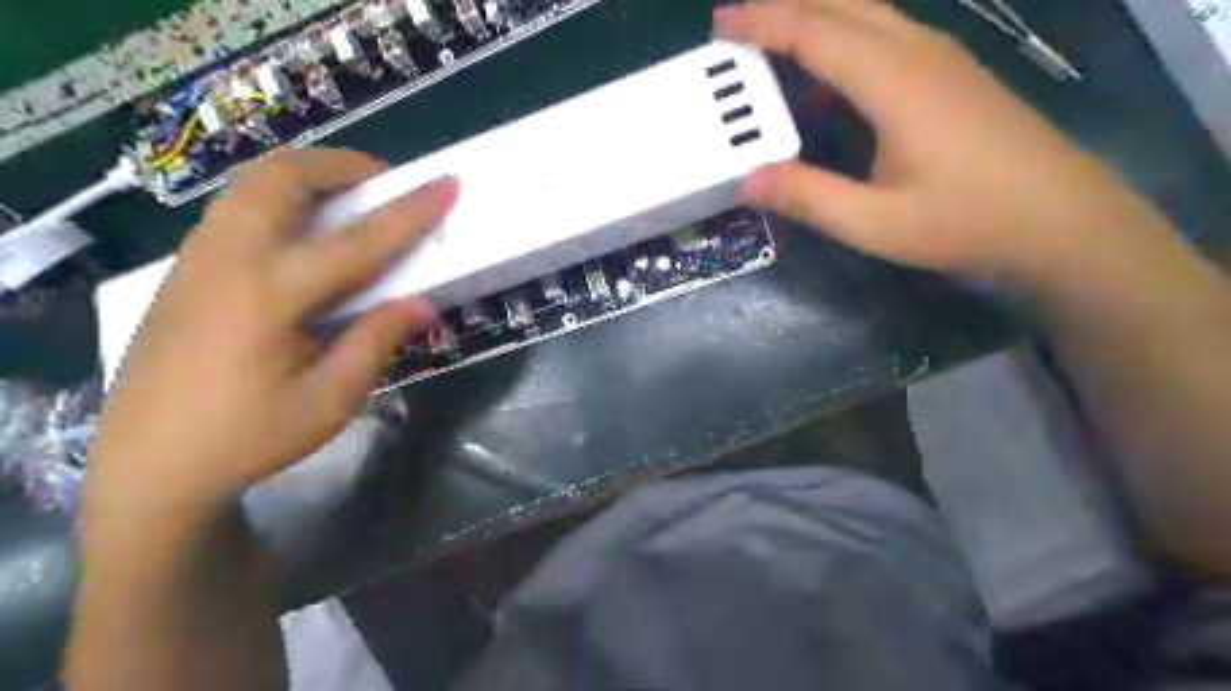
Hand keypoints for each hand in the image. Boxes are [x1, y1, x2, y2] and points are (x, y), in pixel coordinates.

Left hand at [87, 146, 457, 522]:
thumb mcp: (330, 401)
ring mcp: (197, 261)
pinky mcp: (184, 272)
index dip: (409, 212)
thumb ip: (376, 342)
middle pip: (280, 178)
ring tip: (347, 199)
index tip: (446, 184)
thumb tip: (420, 303)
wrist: (147, 466)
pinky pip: (236, 209)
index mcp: (268, 296)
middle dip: (339, 165)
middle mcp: (227, 261)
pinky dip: (279, 199)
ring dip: (306, 177)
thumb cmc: (247, 438)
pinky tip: (302, 236)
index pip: (356, 241)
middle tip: (383, 183)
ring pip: (250, 185)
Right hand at [717, 0, 1176, 282]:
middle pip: (842, 2)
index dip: (763, 22)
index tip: (720, 26)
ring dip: (815, 18)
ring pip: (868, 13)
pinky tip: (827, 81)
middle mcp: (917, 51)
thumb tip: (746, 181)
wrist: (1062, 222)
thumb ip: (808, 197)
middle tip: (736, 28)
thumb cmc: (967, 223)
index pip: (815, 30)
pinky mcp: (952, 74)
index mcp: (894, 81)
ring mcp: (941, 58)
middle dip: (784, 5)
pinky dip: (844, 40)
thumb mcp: (875, 223)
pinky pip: (886, 36)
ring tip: (771, 46)